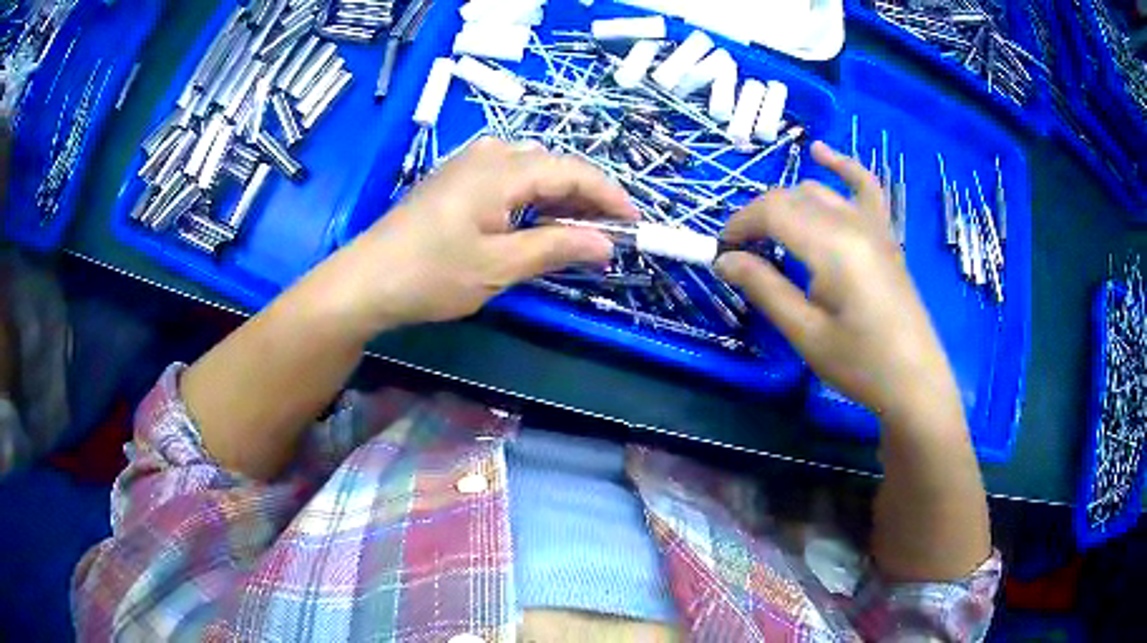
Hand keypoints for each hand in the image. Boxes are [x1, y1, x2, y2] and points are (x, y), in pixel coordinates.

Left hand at [315, 137, 637, 333]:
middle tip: (607, 233)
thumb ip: (556, 249)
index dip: (609, 196)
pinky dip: (532, 197)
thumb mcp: (499, 267)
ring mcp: (468, 163)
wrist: (366, 280)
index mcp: (502, 170)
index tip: (635, 224)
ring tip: (577, 231)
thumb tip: (606, 244)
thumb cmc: (431, 275)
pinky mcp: (454, 179)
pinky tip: (536, 222)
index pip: (573, 171)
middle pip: (553, 165)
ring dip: (559, 196)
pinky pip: (507, 176)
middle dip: (586, 196)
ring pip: (531, 169)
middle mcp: (488, 154)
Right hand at [715, 142, 959, 424]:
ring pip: (818, 191)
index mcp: (832, 246)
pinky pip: (864, 186)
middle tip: (741, 256)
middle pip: (791, 198)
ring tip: (772, 237)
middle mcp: (852, 223)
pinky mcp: (885, 234)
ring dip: (787, 204)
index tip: (721, 254)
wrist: (914, 382)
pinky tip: (821, 152)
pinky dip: (841, 166)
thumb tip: (724, 261)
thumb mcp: (806, 333)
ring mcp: (873, 224)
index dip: (739, 226)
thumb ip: (764, 288)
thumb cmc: (860, 364)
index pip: (772, 212)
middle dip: (758, 219)